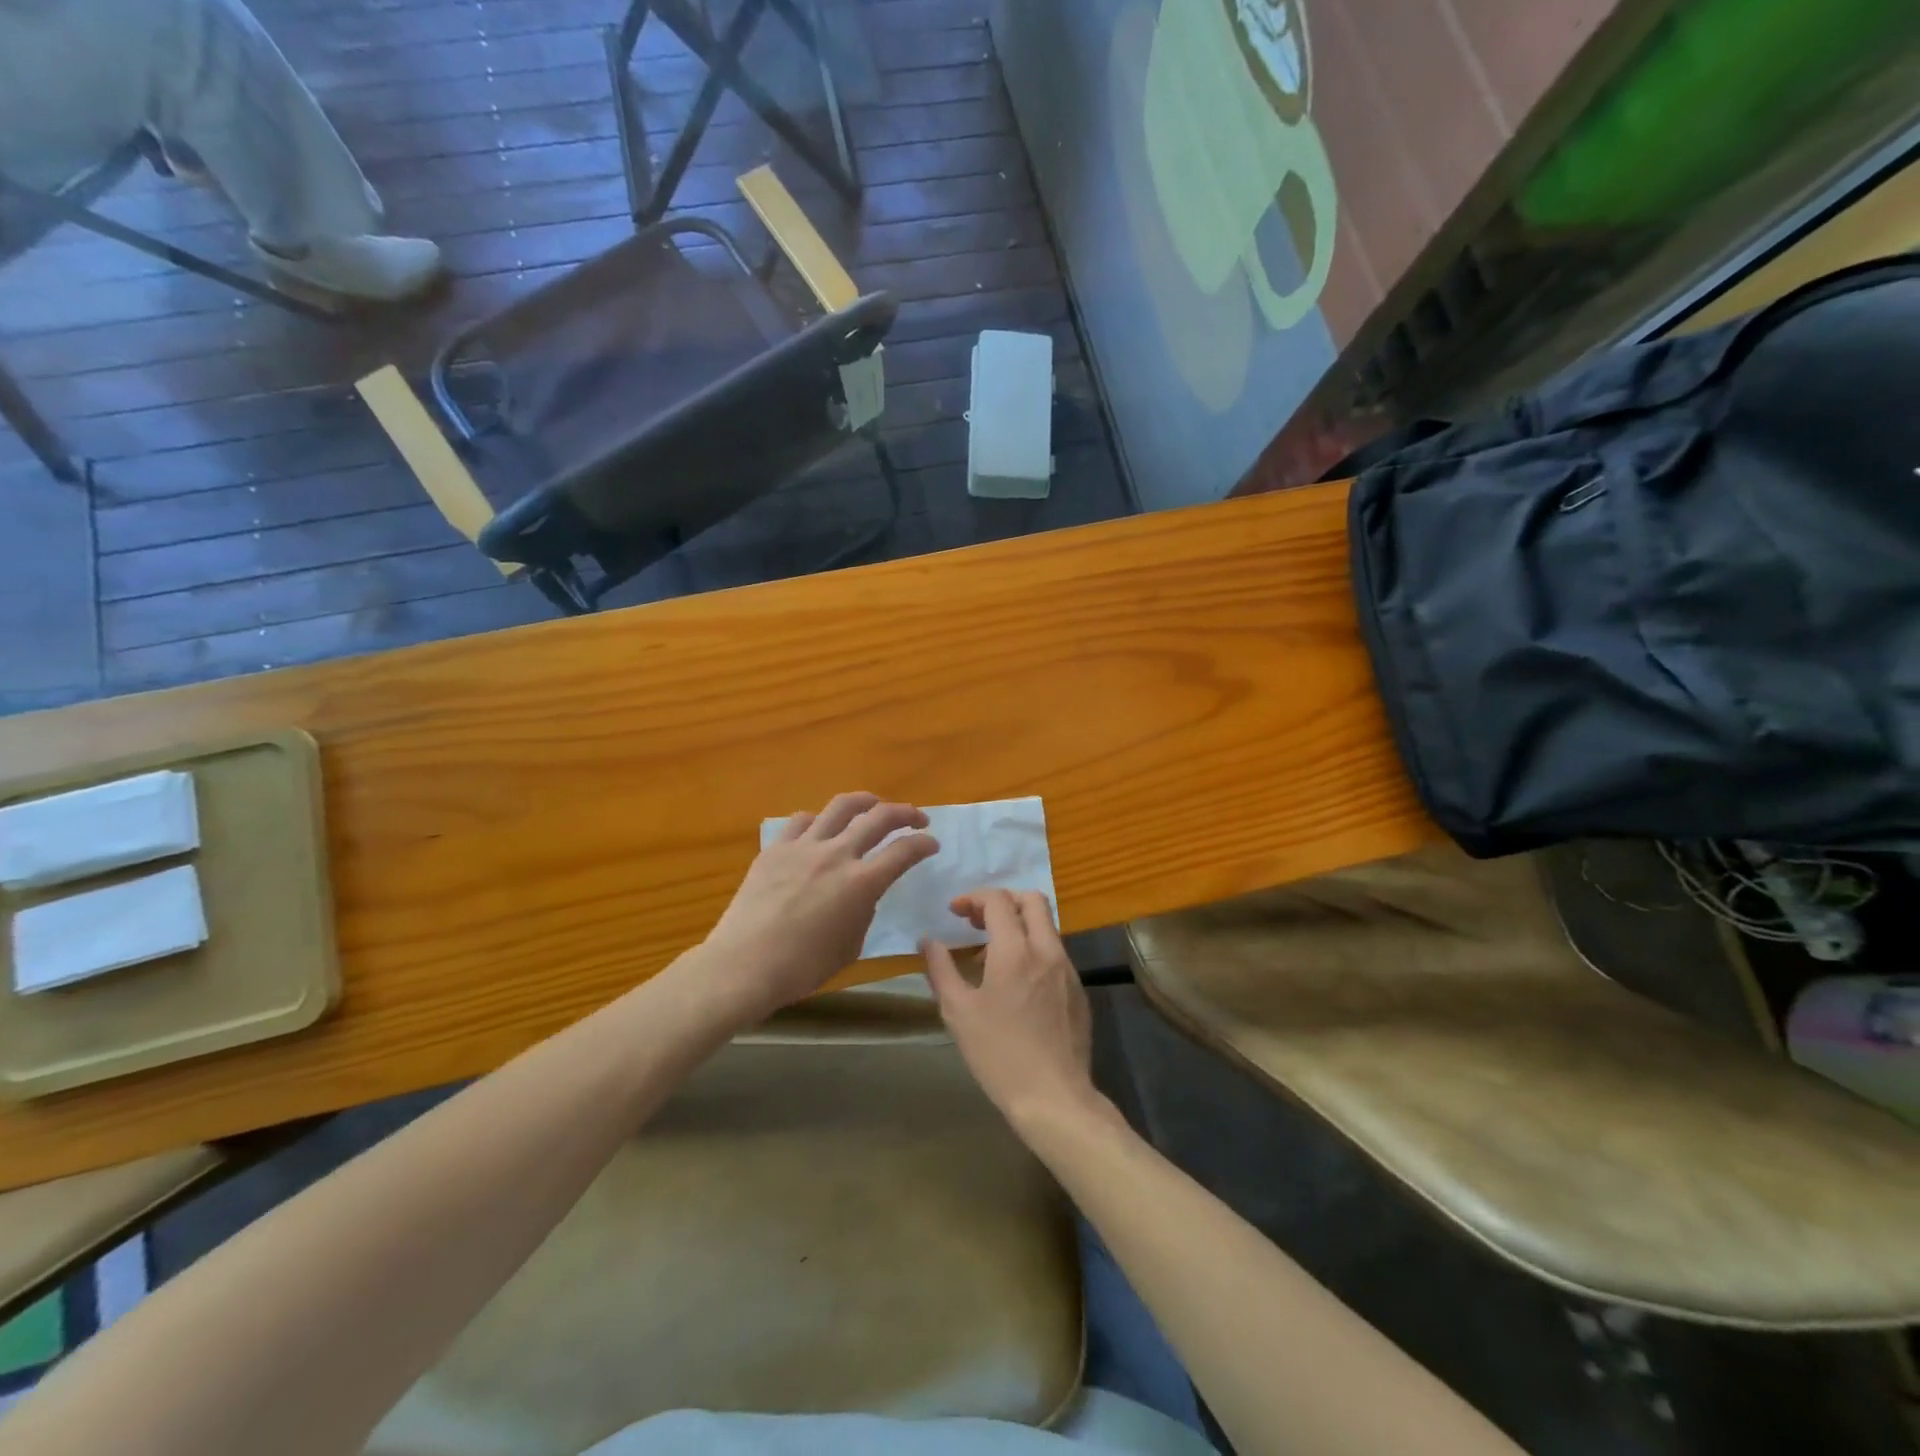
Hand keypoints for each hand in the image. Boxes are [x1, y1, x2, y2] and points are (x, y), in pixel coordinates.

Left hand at [701, 792, 937, 1020]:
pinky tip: (820, 829)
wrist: (744, 965)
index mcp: (862, 883)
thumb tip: (861, 895)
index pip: (904, 851)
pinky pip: (801, 821)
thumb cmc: (803, 967)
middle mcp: (837, 855)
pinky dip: (818, 821)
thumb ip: (863, 912)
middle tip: (916, 817)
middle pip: (879, 817)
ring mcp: (804, 846)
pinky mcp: (775, 848)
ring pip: (841, 806)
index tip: (932, 843)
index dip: (924, 844)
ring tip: (872, 804)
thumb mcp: (850, 946)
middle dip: (905, 813)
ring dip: (864, 801)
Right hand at [921, 890, 1099, 1132]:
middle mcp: (1047, 950)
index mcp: (1015, 950)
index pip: (997, 900)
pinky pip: (1055, 952)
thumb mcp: (958, 1012)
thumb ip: (941, 969)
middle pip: (1032, 900)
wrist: (1054, 1097)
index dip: (973, 898)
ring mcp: (1068, 969)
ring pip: (1047, 926)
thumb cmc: (999, 1055)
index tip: (954, 912)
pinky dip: (1033, 949)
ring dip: (1019, 924)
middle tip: (977, 921)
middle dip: (1002, 900)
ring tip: (992, 953)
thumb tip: (927, 941)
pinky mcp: (1079, 990)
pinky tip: (1017, 982)